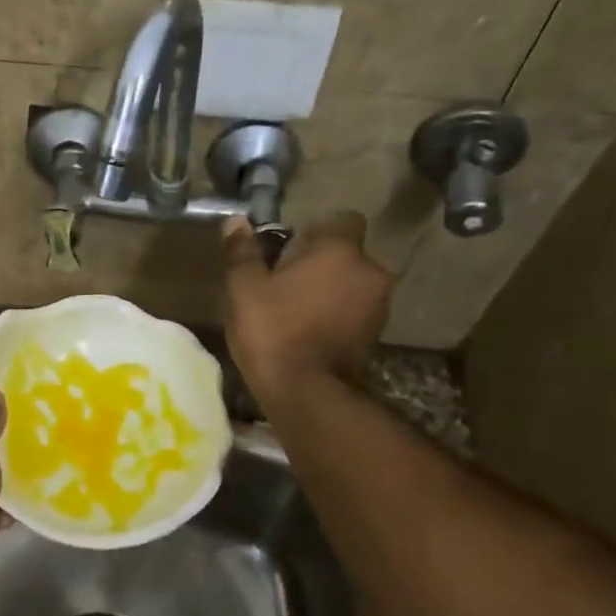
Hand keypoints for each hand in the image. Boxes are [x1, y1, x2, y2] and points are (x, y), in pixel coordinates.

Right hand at [223, 212, 394, 402]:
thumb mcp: (244, 289)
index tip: (288, 251)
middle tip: (286, 285)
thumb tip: (236, 221)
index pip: (342, 220)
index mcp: (340, 251)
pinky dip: (337, 317)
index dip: (316, 231)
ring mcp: (379, 306)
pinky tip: (309, 334)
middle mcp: (369, 271)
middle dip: (322, 264)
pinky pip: (356, 312)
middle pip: (347, 255)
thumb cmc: (273, 333)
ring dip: (331, 292)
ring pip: (353, 285)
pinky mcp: (377, 337)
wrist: (307, 395)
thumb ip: (242, 252)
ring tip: (297, 313)